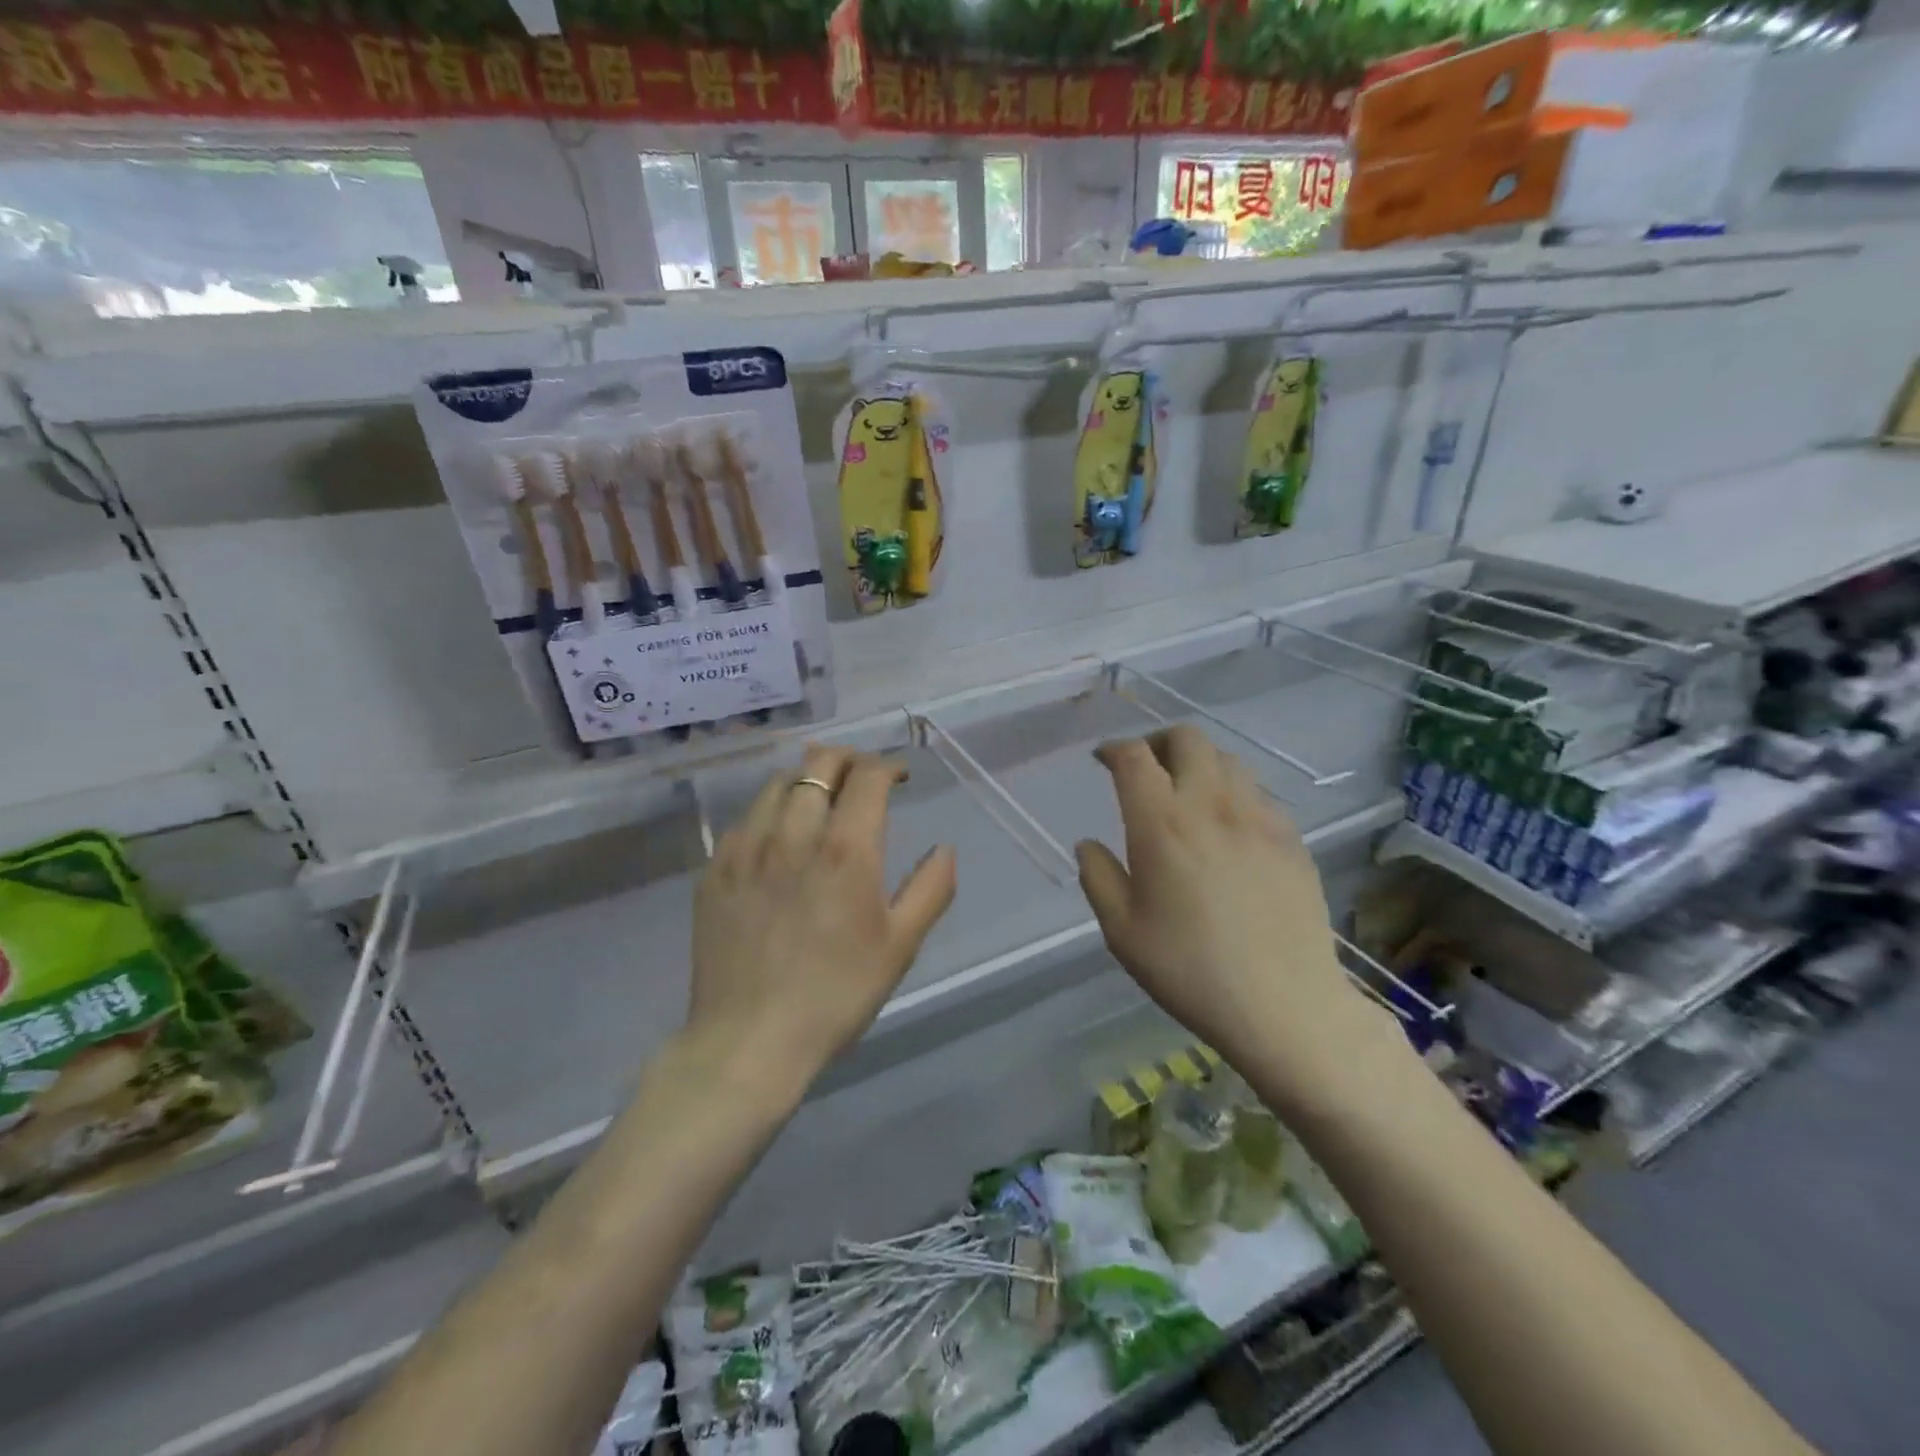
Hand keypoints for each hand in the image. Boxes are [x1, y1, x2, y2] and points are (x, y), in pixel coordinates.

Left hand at [689, 746, 956, 1092]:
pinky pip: (746, 819)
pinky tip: (779, 835)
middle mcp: (793, 835)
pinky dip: (771, 811)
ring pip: (777, 783)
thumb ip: (931, 888)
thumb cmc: (837, 994)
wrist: (750, 1041)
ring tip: (820, 796)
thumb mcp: (900, 946)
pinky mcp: (714, 870)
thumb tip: (944, 848)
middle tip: (862, 776)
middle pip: (818, 764)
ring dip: (807, 778)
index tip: (898, 777)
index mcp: (845, 850)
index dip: (887, 765)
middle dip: (847, 759)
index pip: (866, 776)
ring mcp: (746, 849)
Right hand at [1075, 727, 1398, 1108]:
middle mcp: (1211, 805)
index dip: (1114, 748)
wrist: (1285, 1005)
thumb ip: (1098, 877)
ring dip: (1198, 763)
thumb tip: (1088, 844)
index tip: (1103, 760)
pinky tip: (1229, 827)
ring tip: (1187, 794)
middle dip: (1158, 743)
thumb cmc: (1191, 970)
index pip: (1134, 757)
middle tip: (1145, 769)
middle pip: (1187, 739)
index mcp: (1162, 824)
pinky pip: (1258, 793)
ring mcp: (1259, 818)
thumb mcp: (1122, 932)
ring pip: (1227, 759)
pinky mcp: (1292, 838)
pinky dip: (1233, 792)